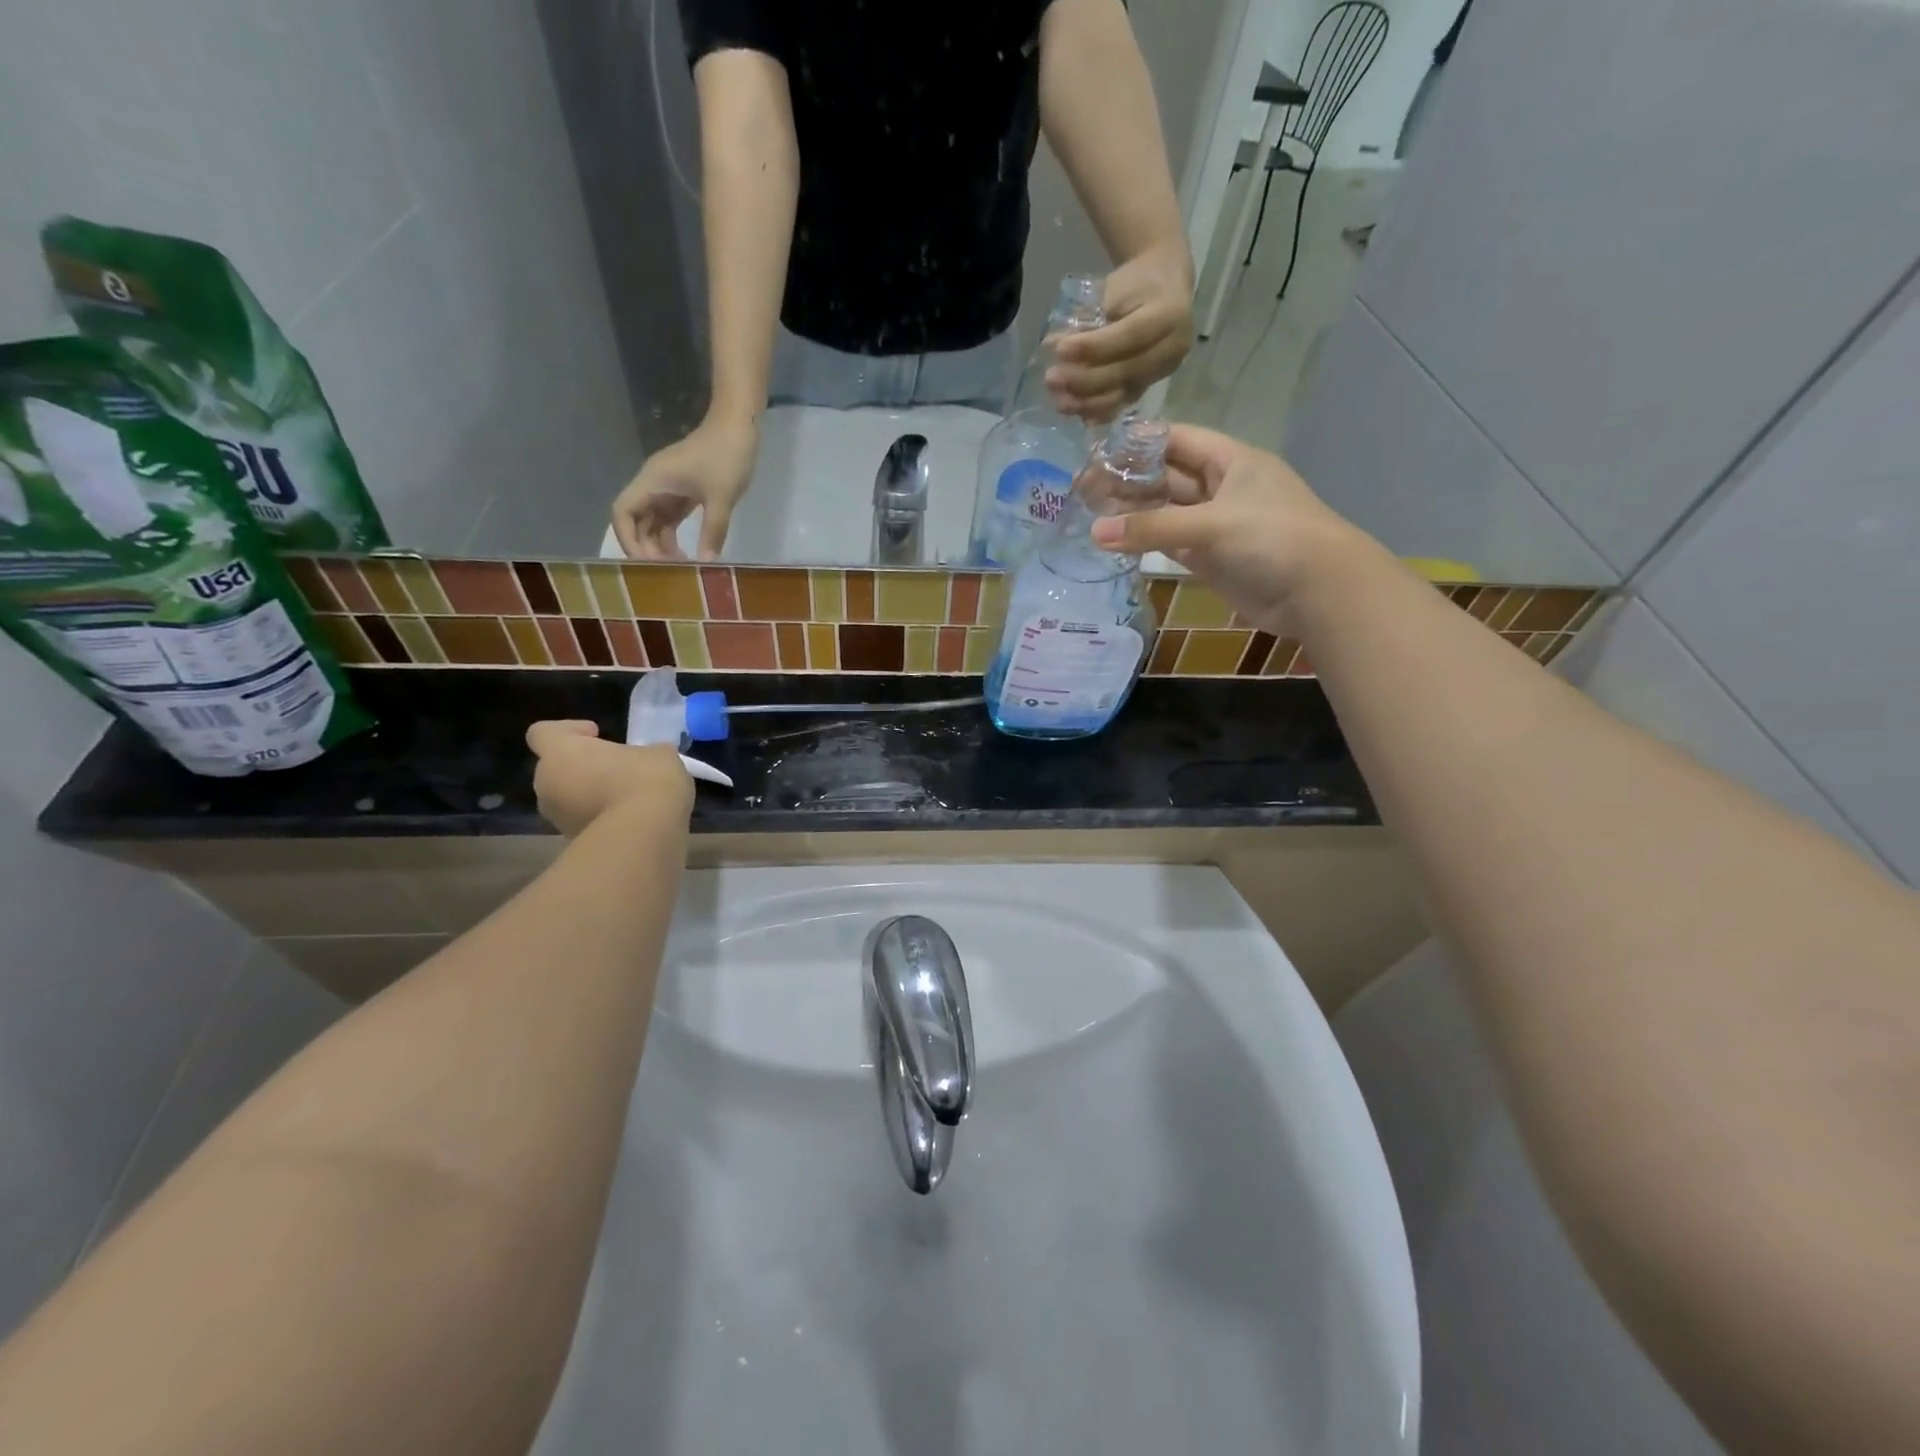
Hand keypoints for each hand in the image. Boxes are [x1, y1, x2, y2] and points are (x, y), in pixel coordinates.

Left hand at [526, 721, 692, 837]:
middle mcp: (547, 784)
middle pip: (555, 768)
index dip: (569, 730)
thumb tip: (651, 759)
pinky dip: (601, 820)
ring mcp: (557, 818)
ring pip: (567, 799)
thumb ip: (645, 754)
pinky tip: (631, 820)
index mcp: (560, 752)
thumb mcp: (659, 755)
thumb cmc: (644, 780)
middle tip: (615, 769)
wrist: (643, 836)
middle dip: (581, 768)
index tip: (596, 733)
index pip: (543, 732)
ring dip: (589, 796)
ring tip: (626, 798)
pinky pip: (584, 823)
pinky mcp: (572, 843)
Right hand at [611, 414, 758, 559]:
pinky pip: (669, 518)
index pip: (622, 513)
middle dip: (646, 548)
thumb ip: (712, 530)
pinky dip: (673, 536)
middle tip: (668, 572)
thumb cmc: (726, 455)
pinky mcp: (682, 492)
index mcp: (652, 482)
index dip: (629, 540)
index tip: (648, 563)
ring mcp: (667, 488)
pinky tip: (688, 554)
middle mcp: (653, 485)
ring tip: (680, 567)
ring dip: (661, 545)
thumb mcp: (721, 496)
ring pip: (652, 522)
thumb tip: (706, 562)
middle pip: (635, 521)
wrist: (738, 424)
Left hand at [1047, 244, 1194, 421]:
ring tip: (1058, 401)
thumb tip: (1052, 345)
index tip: (1060, 350)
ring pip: (1123, 393)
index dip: (1093, 347)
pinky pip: (1123, 403)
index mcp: (1169, 314)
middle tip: (1052, 379)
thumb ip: (1089, 319)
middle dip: (1085, 379)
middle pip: (1125, 371)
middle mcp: (1172, 348)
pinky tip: (1078, 414)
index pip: (1129, 336)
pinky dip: (1099, 411)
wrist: (1164, 287)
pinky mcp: (1150, 385)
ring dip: (1087, 402)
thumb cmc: (1136, 283)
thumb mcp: (1115, 289)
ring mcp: (1163, 371)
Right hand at [1088, 424, 1363, 635]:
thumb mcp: (1211, 524)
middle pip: (1169, 477)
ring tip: (1091, 515)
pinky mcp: (1212, 558)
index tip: (1099, 450)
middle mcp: (1222, 488)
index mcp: (1231, 461)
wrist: (1318, 591)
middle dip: (1130, 481)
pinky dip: (1148, 543)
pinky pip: (1172, 544)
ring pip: (1168, 513)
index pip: (1178, 440)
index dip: (1141, 442)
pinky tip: (1117, 543)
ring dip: (1135, 514)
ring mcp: (1217, 525)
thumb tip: (1094, 533)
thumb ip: (1151, 529)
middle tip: (1084, 489)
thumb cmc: (1272, 538)